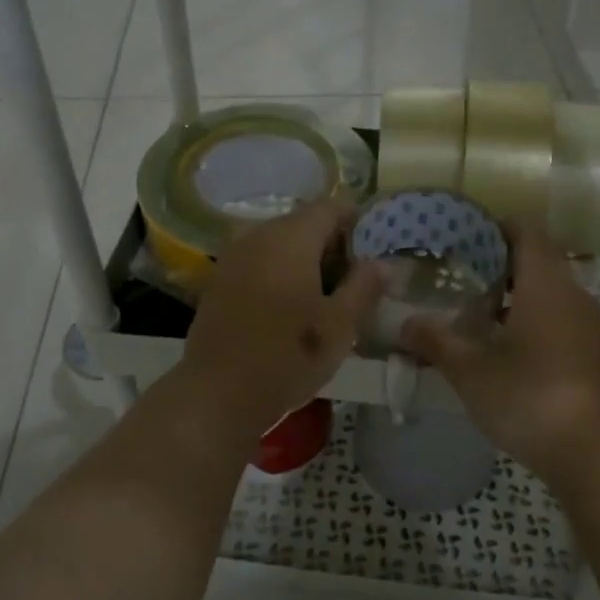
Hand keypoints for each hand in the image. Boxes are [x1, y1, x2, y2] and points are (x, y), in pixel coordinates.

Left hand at [181, 199, 383, 434]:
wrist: (217, 393)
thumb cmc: (287, 357)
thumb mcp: (340, 326)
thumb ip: (364, 287)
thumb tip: (382, 263)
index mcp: (291, 238)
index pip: (331, 206)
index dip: (357, 223)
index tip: (373, 253)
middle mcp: (258, 235)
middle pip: (304, 222)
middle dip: (332, 244)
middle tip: (354, 281)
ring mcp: (233, 255)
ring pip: (279, 242)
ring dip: (305, 259)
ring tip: (325, 297)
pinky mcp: (219, 278)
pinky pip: (259, 259)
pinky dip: (280, 271)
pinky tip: (291, 306)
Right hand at [402, 223, 599, 484]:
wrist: (597, 456)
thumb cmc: (530, 399)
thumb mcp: (471, 371)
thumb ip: (436, 342)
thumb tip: (405, 323)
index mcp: (547, 285)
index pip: (527, 231)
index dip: (497, 226)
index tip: (465, 235)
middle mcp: (576, 295)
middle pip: (539, 261)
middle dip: (501, 265)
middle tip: (460, 278)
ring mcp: (593, 326)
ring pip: (552, 294)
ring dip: (518, 297)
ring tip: (478, 316)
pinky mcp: (599, 355)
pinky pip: (564, 321)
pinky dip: (537, 322)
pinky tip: (511, 352)